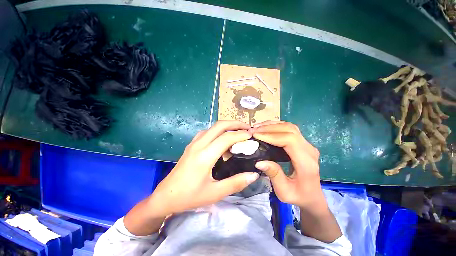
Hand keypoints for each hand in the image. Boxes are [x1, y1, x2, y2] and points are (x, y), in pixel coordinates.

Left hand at [150, 120, 259, 216]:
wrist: (165, 196)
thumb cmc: (189, 197)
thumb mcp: (215, 193)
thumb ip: (236, 183)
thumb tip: (254, 174)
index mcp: (205, 156)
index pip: (226, 138)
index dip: (241, 135)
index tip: (251, 136)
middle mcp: (199, 145)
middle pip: (219, 126)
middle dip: (235, 124)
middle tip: (247, 128)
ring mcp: (194, 143)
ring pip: (213, 127)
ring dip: (226, 126)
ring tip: (237, 132)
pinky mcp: (191, 145)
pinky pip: (207, 132)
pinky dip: (218, 131)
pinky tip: (222, 140)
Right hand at [252, 121, 322, 208]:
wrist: (313, 196)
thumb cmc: (299, 196)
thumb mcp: (284, 192)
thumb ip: (274, 175)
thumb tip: (259, 161)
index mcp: (306, 162)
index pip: (289, 140)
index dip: (271, 135)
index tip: (256, 135)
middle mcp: (309, 150)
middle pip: (289, 130)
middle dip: (269, 128)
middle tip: (253, 130)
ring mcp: (307, 145)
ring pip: (290, 127)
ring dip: (272, 125)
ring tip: (257, 127)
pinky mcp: (303, 143)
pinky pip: (290, 129)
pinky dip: (276, 126)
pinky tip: (266, 128)